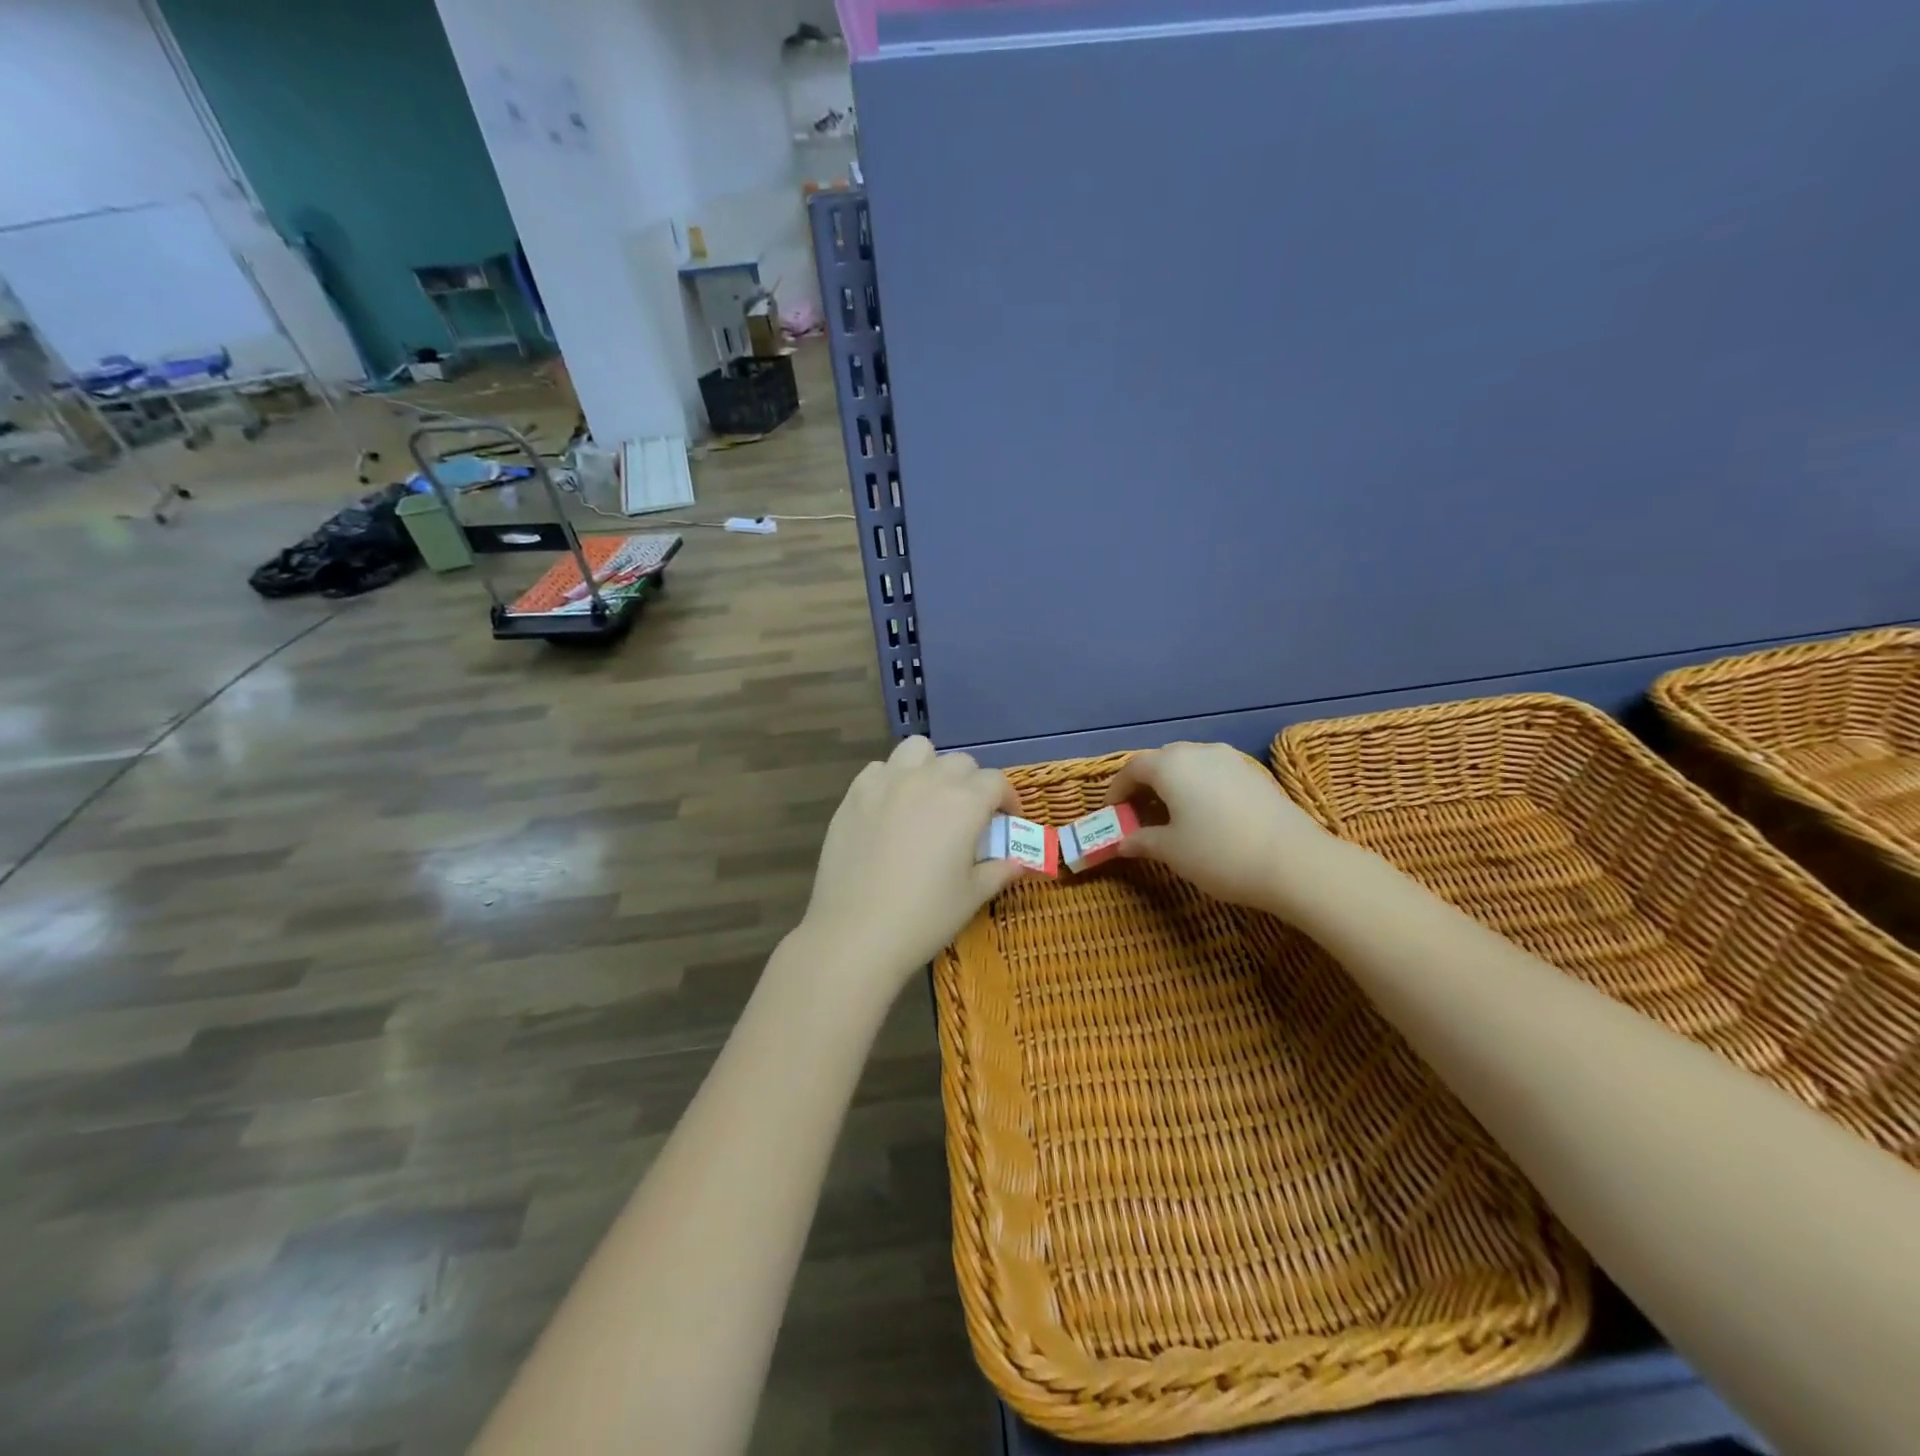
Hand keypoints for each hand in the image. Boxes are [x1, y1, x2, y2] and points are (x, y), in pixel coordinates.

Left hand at [797, 737, 1027, 998]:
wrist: (856, 933)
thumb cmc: (924, 917)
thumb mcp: (972, 896)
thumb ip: (999, 870)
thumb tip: (1018, 862)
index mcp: (964, 803)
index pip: (995, 782)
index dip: (1007, 799)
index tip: (1006, 821)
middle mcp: (927, 781)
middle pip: (960, 762)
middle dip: (972, 783)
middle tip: (968, 815)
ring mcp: (887, 783)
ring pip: (918, 750)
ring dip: (931, 766)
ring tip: (928, 797)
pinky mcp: (855, 795)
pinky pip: (879, 769)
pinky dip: (892, 779)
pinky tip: (891, 808)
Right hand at [1106, 742, 1331, 912]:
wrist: (1295, 862)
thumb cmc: (1219, 854)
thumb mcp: (1172, 851)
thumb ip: (1142, 840)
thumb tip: (1123, 841)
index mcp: (1171, 765)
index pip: (1133, 768)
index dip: (1117, 790)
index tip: (1112, 813)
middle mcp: (1199, 752)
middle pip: (1161, 761)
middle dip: (1145, 785)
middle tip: (1138, 815)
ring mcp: (1231, 760)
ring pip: (1190, 765)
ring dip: (1173, 785)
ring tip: (1171, 816)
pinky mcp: (1254, 774)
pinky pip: (1214, 773)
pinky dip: (1199, 788)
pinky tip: (1204, 816)